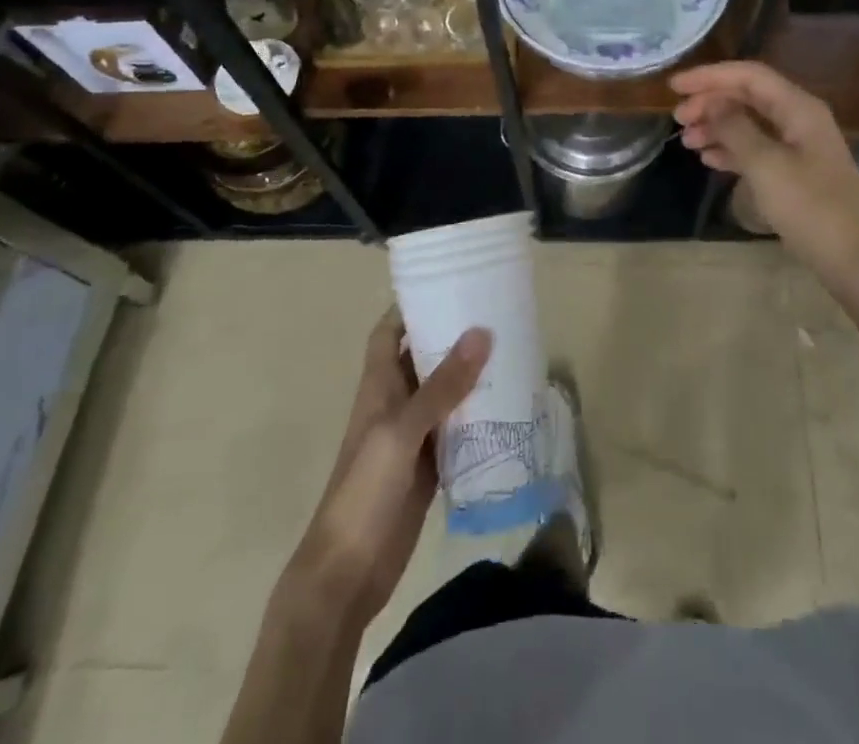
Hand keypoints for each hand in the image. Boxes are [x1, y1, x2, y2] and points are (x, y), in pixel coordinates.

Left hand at [287, 309, 489, 624]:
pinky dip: (477, 414)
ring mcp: (412, 436)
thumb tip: (482, 332)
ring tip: (511, 349)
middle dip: (452, 335)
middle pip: (422, 357)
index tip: (447, 284)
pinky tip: (507, 404)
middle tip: (496, 312)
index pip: (390, 331)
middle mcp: (395, 403)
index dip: (411, 306)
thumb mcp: (402, 431)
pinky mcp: (428, 465)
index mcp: (378, 386)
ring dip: (470, 374)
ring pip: (444, 392)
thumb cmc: (364, 491)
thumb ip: (442, 385)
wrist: (347, 574)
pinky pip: (456, 428)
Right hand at [672, 61, 858, 278]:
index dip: (709, 76)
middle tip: (678, 119)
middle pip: (748, 96)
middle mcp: (800, 118)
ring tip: (688, 141)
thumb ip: (735, 129)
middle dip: (711, 102)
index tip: (674, 87)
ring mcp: (800, 146)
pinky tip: (709, 159)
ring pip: (750, 122)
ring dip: (717, 127)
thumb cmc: (810, 207)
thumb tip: (711, 102)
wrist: (854, 259)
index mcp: (798, 108)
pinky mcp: (796, 171)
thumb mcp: (766, 165)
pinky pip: (757, 148)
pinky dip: (732, 149)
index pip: (748, 75)